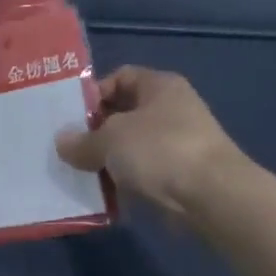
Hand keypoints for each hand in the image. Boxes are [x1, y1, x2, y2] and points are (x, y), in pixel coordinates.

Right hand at [55, 66, 250, 221]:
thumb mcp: (110, 140)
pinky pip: (143, 173)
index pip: (119, 77)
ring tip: (79, 173)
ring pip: (131, 147)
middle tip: (68, 148)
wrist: (213, 197)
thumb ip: (82, 140)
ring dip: (107, 160)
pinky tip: (103, 195)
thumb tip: (62, 142)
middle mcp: (171, 109)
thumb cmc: (160, 150)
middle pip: (123, 113)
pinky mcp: (180, 176)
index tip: (69, 117)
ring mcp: (178, 143)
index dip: (93, 93)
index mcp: (159, 86)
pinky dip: (124, 182)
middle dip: (95, 131)